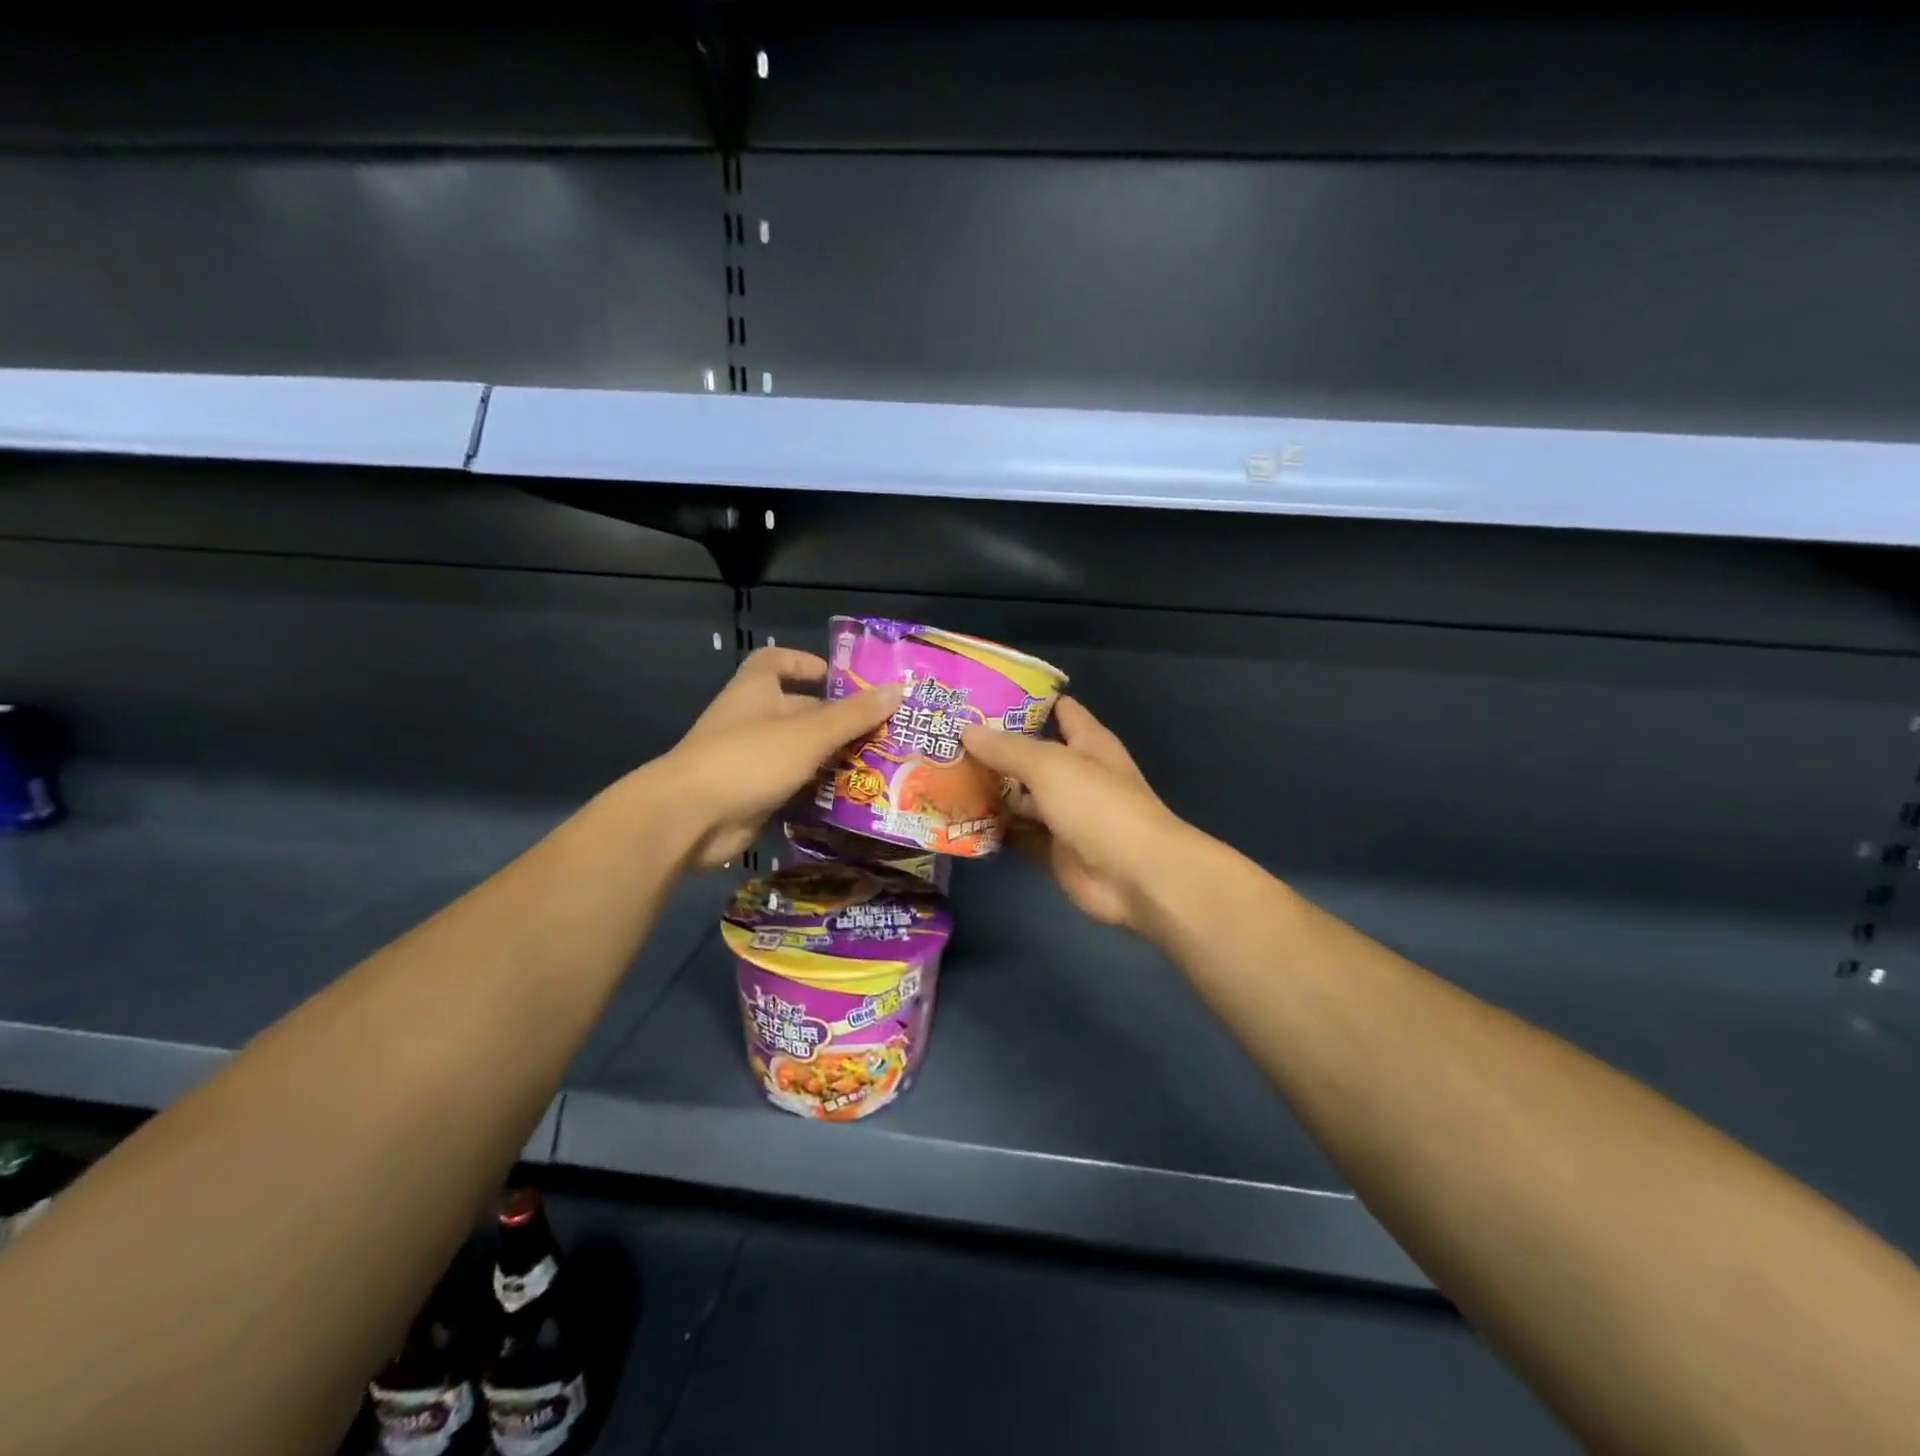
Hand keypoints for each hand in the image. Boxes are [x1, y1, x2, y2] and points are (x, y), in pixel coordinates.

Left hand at [657, 647, 900, 869]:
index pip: (774, 661)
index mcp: (755, 690)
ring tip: (877, 765)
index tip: (835, 677)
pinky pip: (791, 784)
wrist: (690, 818)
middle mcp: (750, 719)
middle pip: (797, 710)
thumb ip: (853, 714)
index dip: (803, 663)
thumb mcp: (809, 733)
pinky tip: (850, 797)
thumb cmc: (749, 759)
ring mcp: (749, 759)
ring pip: (798, 751)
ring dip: (831, 757)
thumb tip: (897, 689)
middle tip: (881, 731)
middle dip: (836, 719)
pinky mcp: (752, 794)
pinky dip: (816, 788)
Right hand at [962, 697, 1192, 931]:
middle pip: (1028, 755)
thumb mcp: (1050, 765)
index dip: (1022, 700)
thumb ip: (1007, 748)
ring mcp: (1063, 814)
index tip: (979, 696)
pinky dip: (992, 829)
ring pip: (1018, 796)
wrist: (1135, 877)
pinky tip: (956, 820)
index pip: (1056, 709)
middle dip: (990, 748)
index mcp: (1086, 742)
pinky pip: (1016, 834)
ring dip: (986, 790)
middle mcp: (1074, 774)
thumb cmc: (1098, 806)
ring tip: (939, 777)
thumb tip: (966, 729)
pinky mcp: (1051, 849)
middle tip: (943, 739)